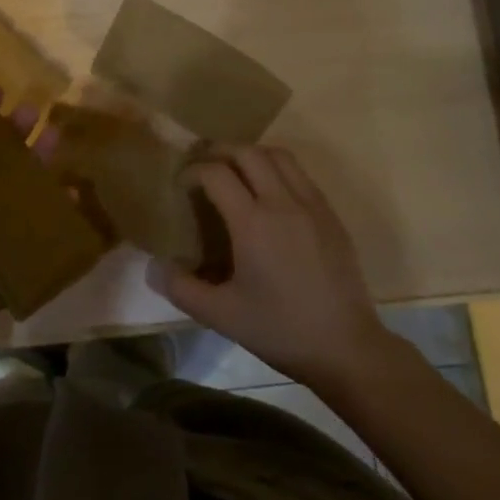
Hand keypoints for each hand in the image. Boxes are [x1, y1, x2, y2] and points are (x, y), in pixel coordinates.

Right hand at [147, 145, 393, 393]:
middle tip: (204, 168)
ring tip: (236, 173)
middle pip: (247, 152)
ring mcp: (312, 205)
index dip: (193, 171)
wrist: (346, 347)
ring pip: (279, 156)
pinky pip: (301, 175)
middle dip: (220, 152)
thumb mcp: (222, 315)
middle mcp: (283, 202)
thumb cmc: (280, 330)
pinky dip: (278, 170)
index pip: (216, 173)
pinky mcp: (331, 215)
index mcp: (253, 223)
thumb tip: (153, 266)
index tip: (182, 185)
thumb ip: (181, 289)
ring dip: (252, 155)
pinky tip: (270, 196)